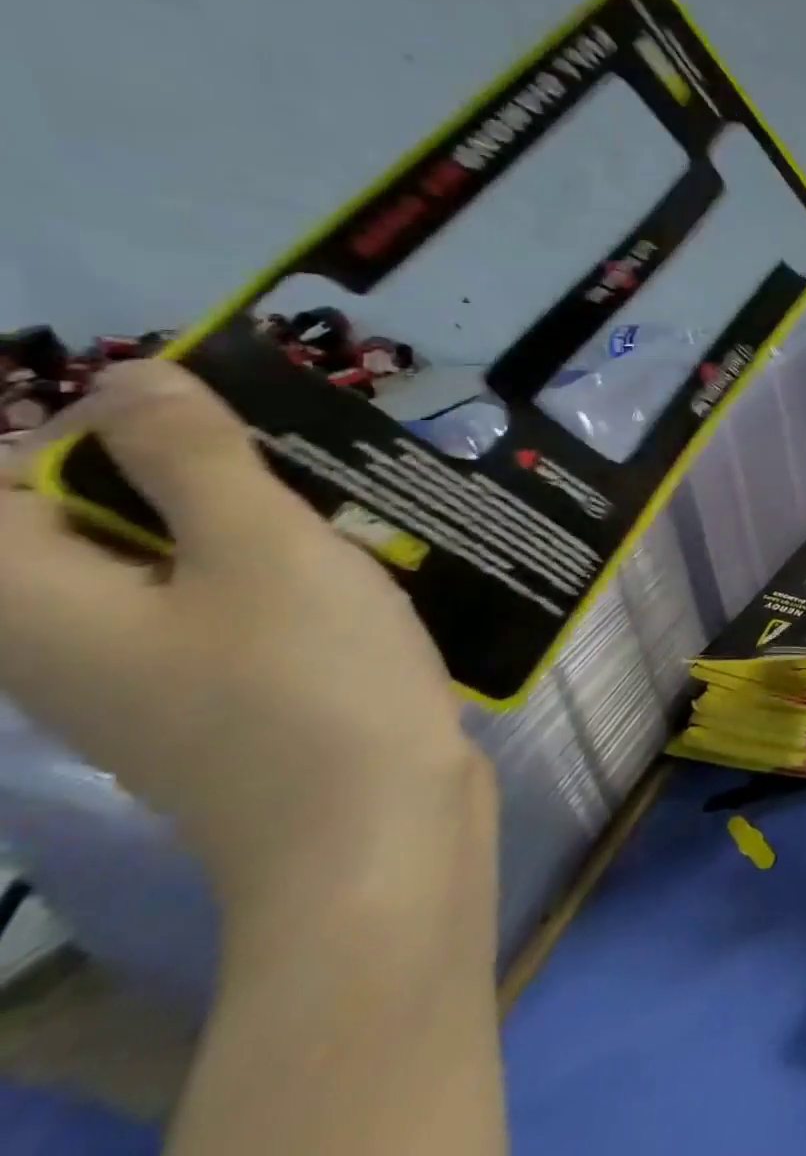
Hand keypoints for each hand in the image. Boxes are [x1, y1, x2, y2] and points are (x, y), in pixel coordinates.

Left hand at [0, 360, 493, 917]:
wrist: (370, 828)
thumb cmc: (309, 679)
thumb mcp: (261, 546)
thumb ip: (192, 457)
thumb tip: (133, 375)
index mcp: (36, 605)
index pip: (7, 485)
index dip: (102, 433)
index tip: (225, 430)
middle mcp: (68, 646)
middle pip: (97, 524)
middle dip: (201, 479)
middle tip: (304, 475)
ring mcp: (151, 684)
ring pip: (177, 568)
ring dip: (256, 531)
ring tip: (346, 523)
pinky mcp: (223, 704)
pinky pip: (228, 613)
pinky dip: (282, 581)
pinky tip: (356, 583)